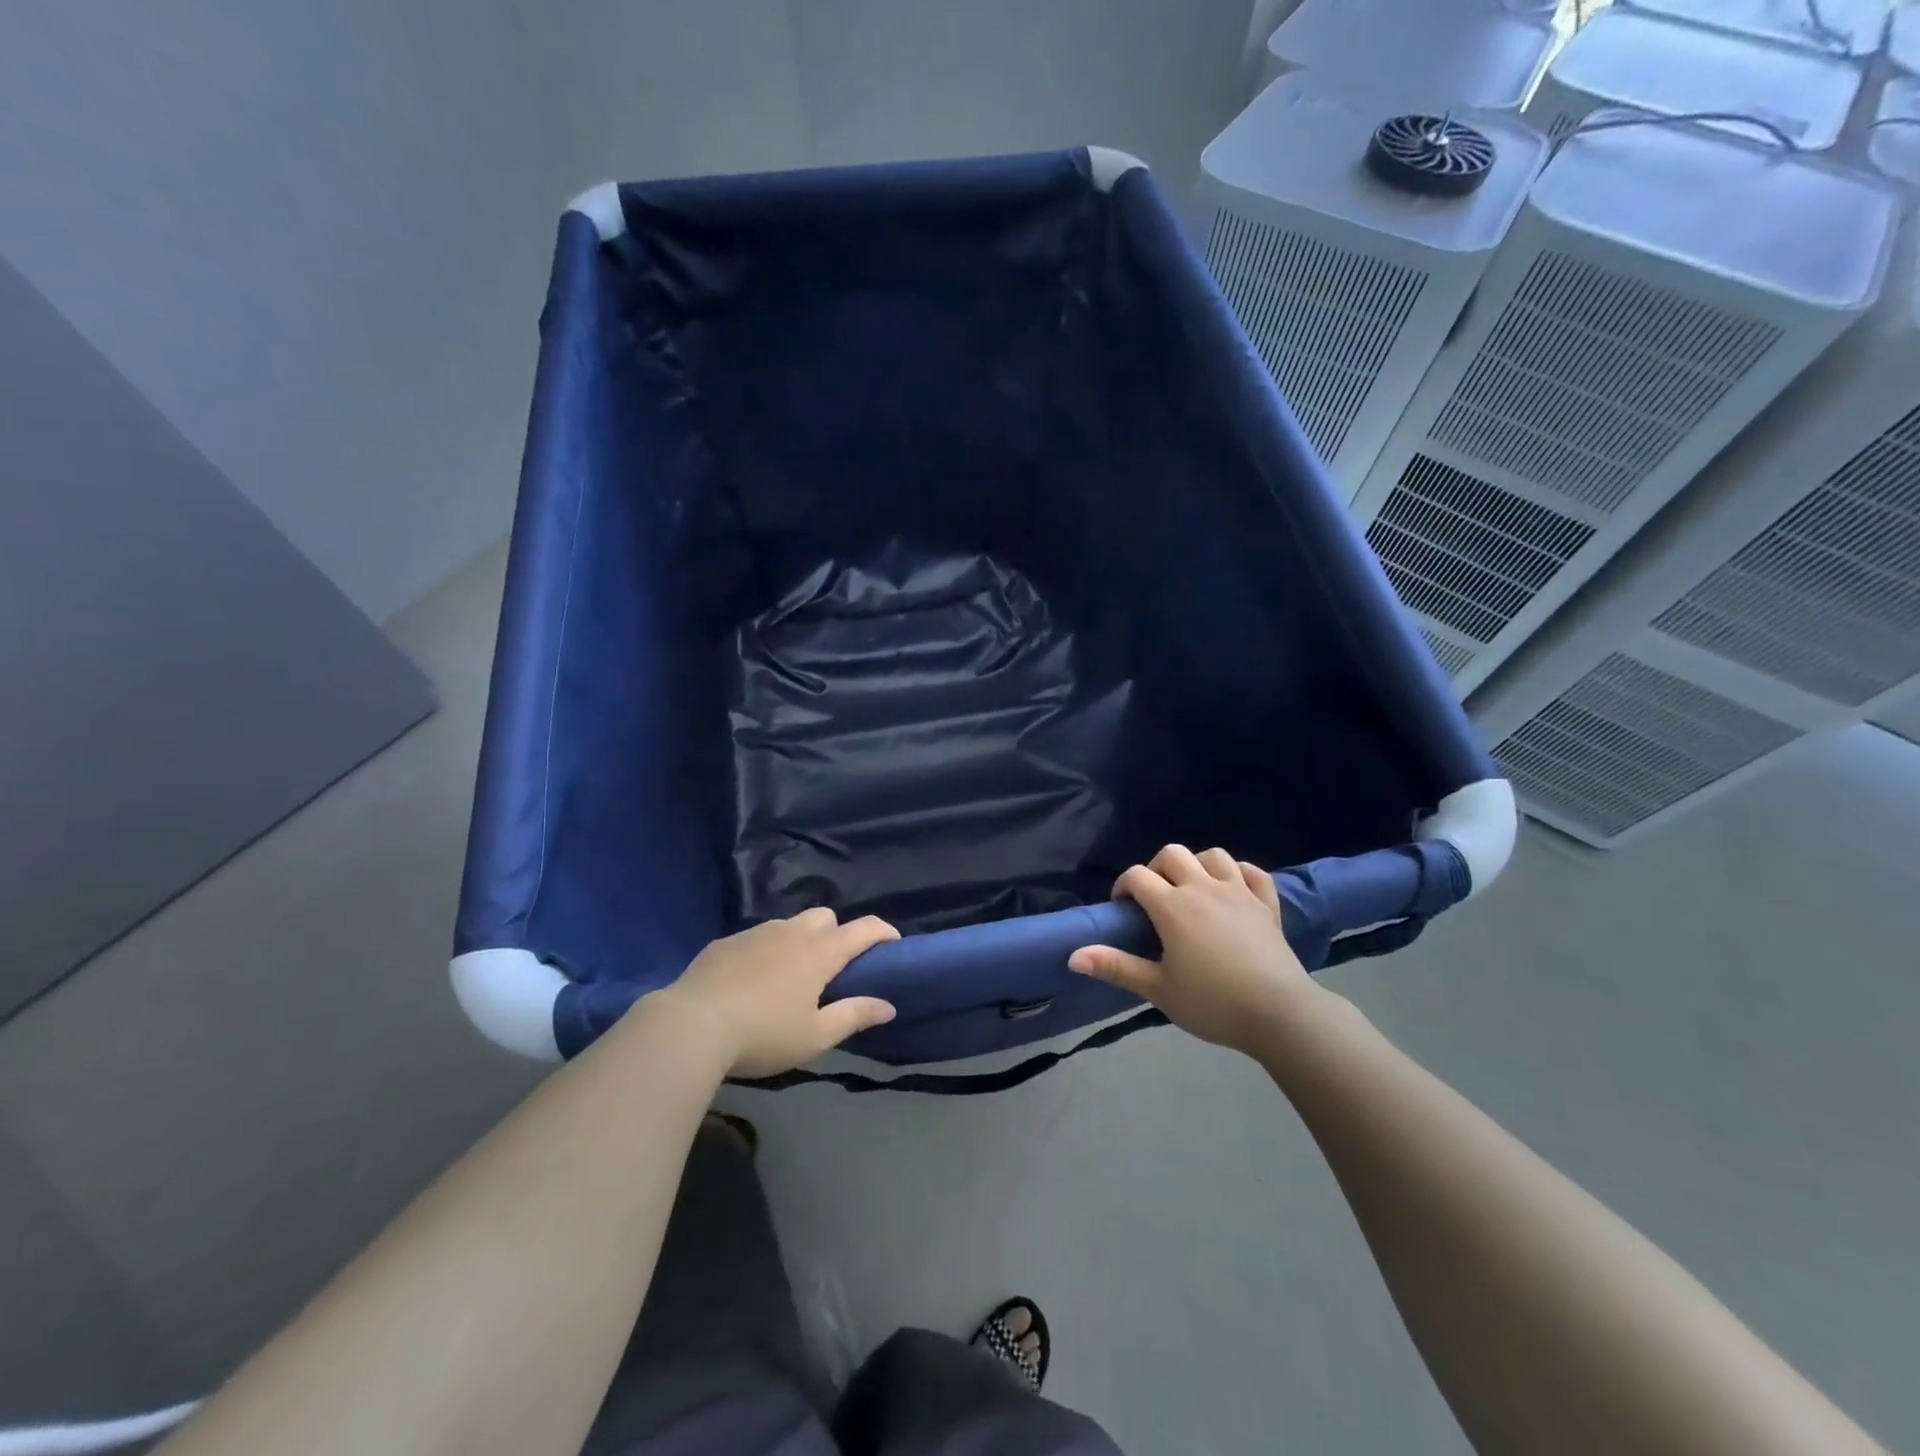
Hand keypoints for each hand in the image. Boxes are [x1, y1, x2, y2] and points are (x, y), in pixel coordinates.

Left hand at [651, 909, 899, 1077]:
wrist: (691, 1026)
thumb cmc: (762, 1034)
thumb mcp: (814, 1036)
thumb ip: (854, 1016)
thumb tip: (888, 1006)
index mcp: (819, 953)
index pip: (863, 929)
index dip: (883, 932)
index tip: (892, 943)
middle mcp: (791, 933)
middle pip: (825, 917)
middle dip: (836, 933)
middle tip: (832, 968)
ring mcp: (755, 933)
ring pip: (789, 924)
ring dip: (799, 941)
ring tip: (789, 976)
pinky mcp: (726, 943)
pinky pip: (756, 938)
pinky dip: (765, 951)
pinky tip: (751, 981)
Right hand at [1068, 845, 1325, 1058]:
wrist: (1279, 1014)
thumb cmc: (1212, 1002)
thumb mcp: (1157, 989)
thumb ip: (1115, 967)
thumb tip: (1072, 956)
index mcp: (1172, 906)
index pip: (1137, 876)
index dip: (1123, 886)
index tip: (1122, 910)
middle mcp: (1203, 887)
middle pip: (1172, 853)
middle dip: (1156, 868)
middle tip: (1154, 899)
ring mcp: (1239, 892)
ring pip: (1213, 855)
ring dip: (1197, 865)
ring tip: (1192, 890)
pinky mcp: (1267, 904)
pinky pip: (1253, 872)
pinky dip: (1239, 873)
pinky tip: (1232, 889)